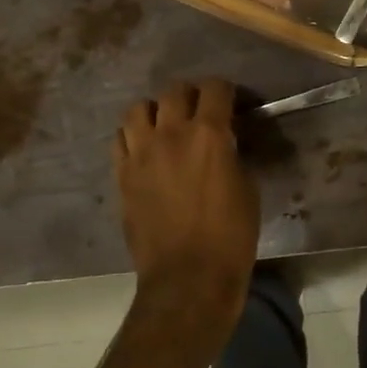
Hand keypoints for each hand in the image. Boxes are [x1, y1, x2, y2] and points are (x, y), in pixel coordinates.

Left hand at [113, 78, 258, 342]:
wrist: (188, 279)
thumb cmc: (231, 237)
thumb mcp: (246, 188)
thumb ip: (231, 155)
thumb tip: (223, 143)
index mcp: (209, 135)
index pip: (214, 88)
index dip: (225, 91)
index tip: (231, 104)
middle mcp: (171, 134)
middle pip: (174, 91)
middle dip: (191, 96)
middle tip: (200, 113)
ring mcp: (141, 154)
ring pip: (139, 109)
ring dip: (156, 112)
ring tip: (165, 126)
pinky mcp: (122, 175)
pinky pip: (120, 139)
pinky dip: (133, 136)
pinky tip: (145, 150)